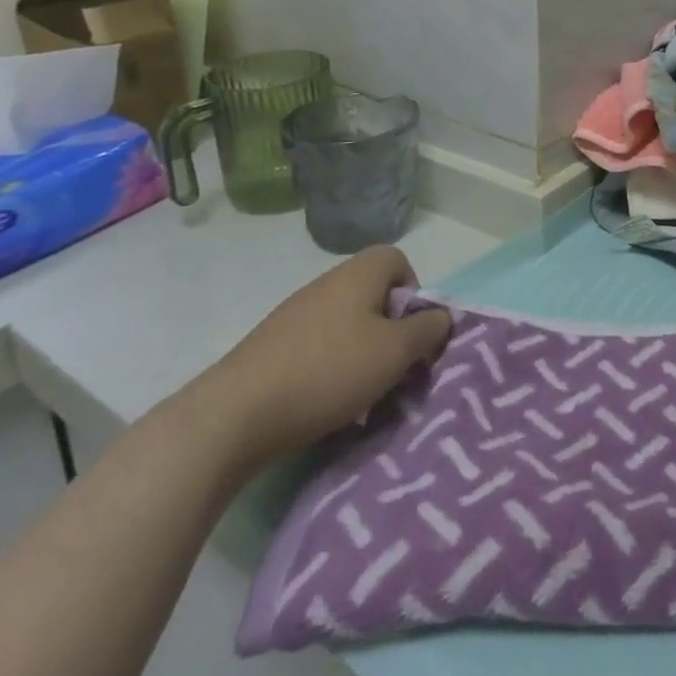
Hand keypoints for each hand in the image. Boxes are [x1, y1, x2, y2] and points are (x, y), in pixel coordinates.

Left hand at [194, 247, 452, 470]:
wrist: (234, 415)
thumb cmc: (328, 372)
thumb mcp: (395, 353)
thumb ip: (427, 330)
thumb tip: (441, 316)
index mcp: (358, 275)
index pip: (398, 260)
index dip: (414, 292)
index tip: (412, 331)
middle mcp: (326, 284)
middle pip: (373, 294)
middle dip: (390, 329)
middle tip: (394, 366)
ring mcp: (294, 314)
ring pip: (346, 323)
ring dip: (361, 352)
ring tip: (363, 392)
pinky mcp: (271, 346)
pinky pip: (317, 346)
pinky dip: (330, 367)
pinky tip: (325, 401)